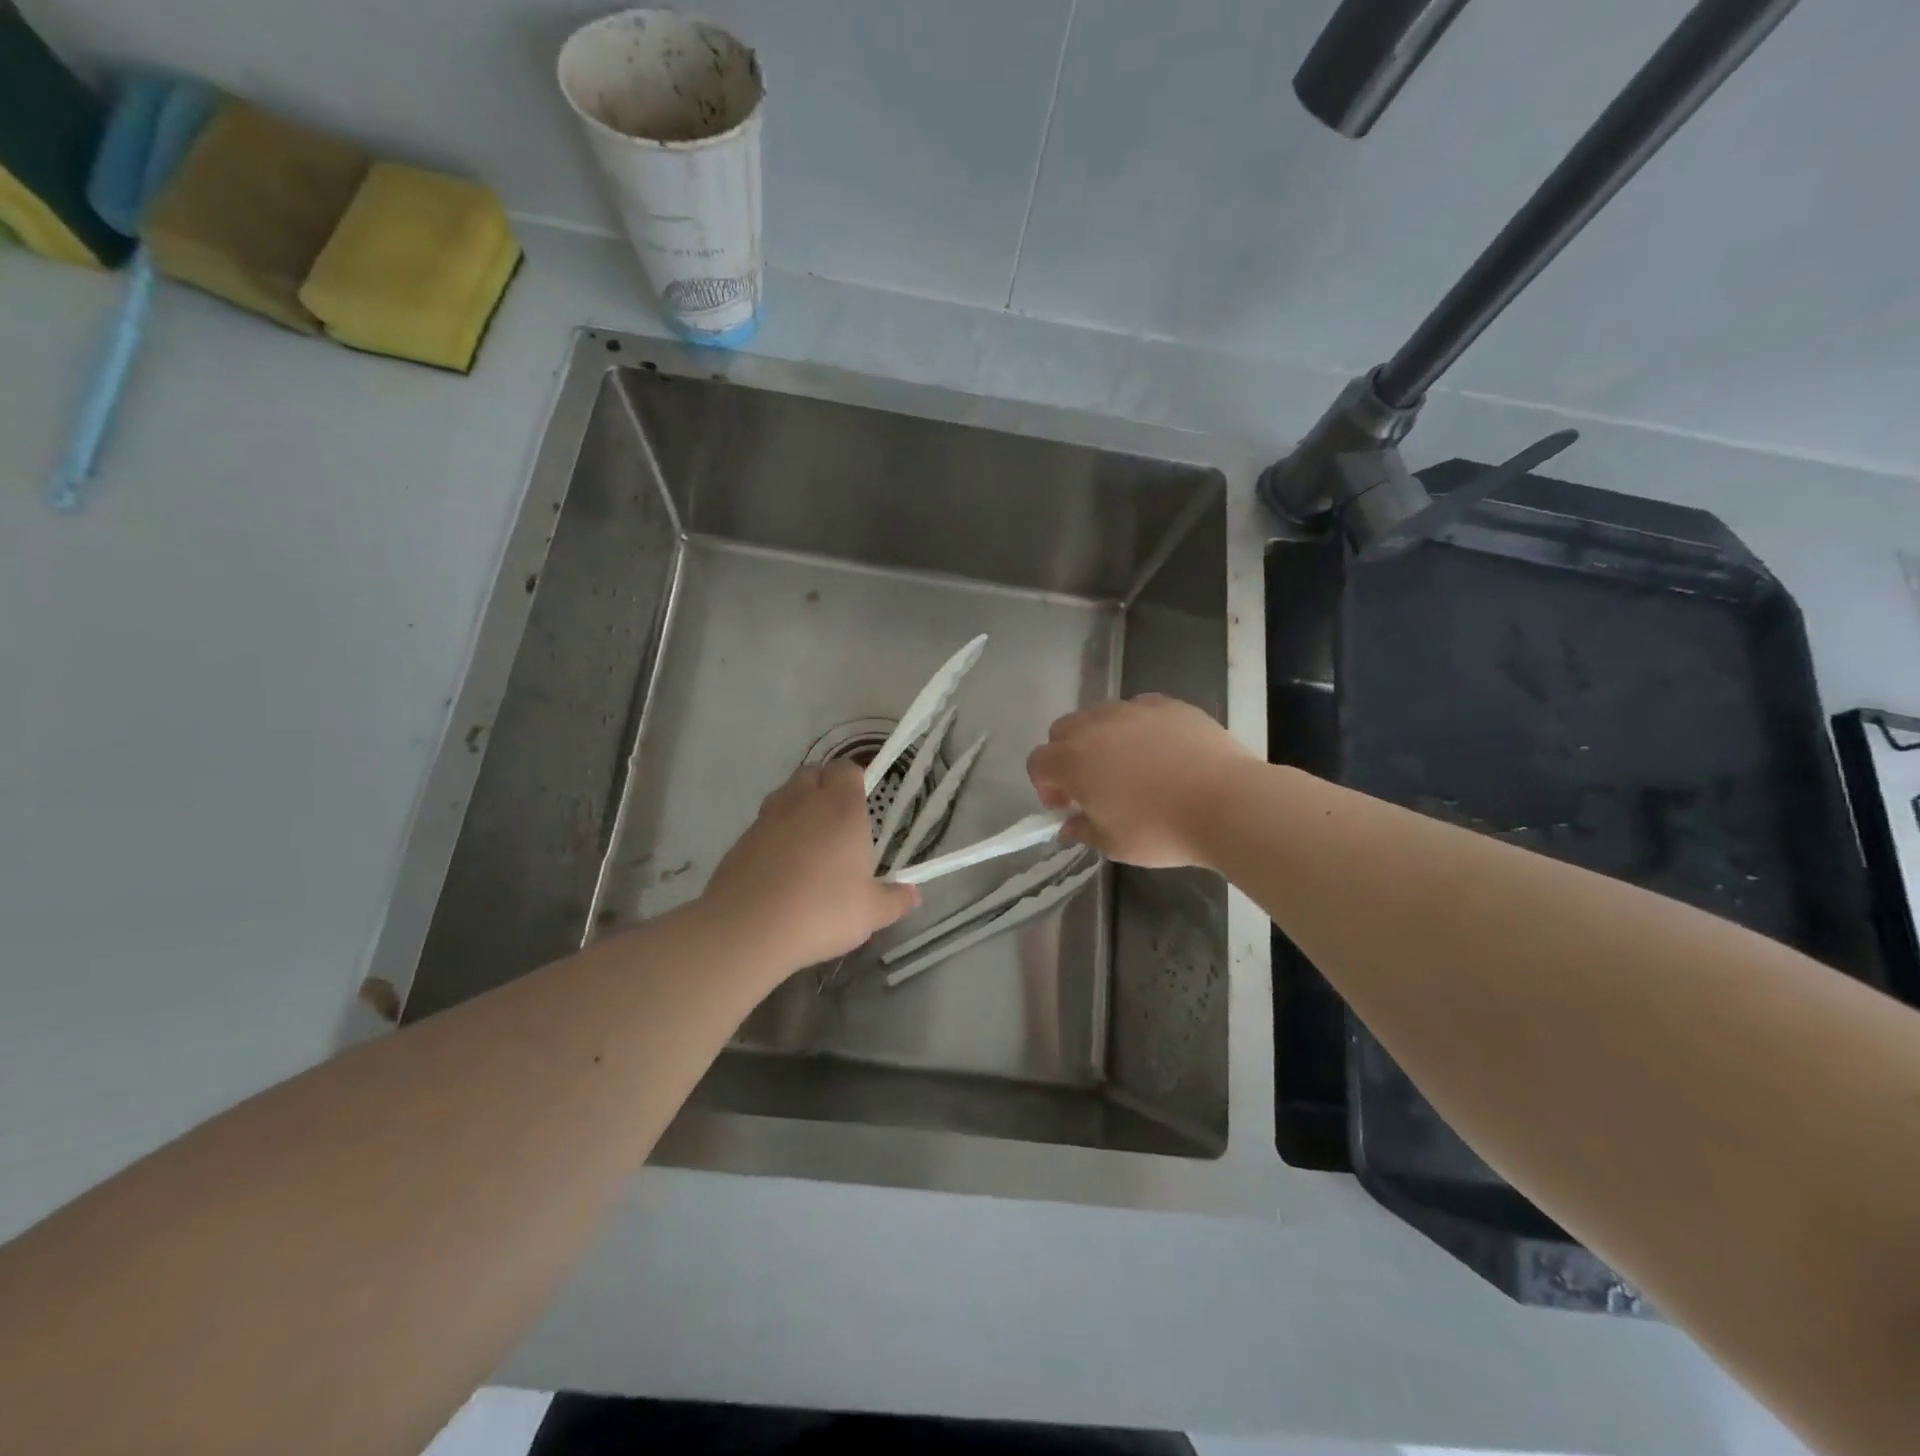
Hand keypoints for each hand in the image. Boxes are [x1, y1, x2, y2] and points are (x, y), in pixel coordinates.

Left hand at [701, 760, 919, 973]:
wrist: (748, 928)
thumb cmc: (822, 911)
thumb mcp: (870, 912)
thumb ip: (894, 900)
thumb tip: (913, 895)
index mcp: (841, 808)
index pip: (847, 769)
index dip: (855, 779)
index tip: (864, 801)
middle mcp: (803, 803)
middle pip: (813, 773)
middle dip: (825, 786)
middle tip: (839, 820)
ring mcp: (767, 819)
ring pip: (785, 795)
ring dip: (798, 806)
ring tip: (810, 841)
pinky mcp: (740, 841)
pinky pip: (763, 824)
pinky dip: (774, 834)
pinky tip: (781, 866)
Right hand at [1027, 694, 1253, 868]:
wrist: (1226, 803)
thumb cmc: (1160, 829)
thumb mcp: (1113, 844)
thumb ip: (1083, 830)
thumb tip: (1069, 825)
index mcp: (1073, 760)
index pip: (1038, 762)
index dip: (1045, 786)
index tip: (1066, 807)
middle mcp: (1096, 725)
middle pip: (1063, 730)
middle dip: (1067, 755)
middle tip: (1091, 784)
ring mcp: (1133, 709)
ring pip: (1100, 715)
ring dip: (1101, 738)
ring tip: (1128, 765)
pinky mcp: (1168, 704)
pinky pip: (1139, 710)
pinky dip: (1138, 727)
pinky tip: (1161, 751)